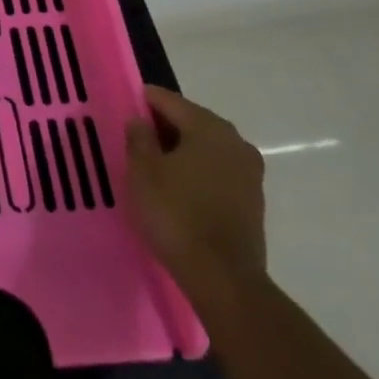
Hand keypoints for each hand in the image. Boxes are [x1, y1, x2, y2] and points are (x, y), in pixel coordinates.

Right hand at [125, 82, 266, 301]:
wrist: (223, 277)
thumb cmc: (176, 215)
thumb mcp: (143, 172)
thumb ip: (139, 138)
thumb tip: (139, 120)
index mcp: (208, 127)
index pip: (170, 101)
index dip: (144, 101)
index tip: (125, 108)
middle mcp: (235, 141)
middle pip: (192, 121)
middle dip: (164, 126)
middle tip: (136, 138)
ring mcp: (249, 172)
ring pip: (207, 147)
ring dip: (182, 150)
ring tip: (155, 164)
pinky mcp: (253, 199)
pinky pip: (218, 170)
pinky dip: (198, 170)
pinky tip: (179, 186)